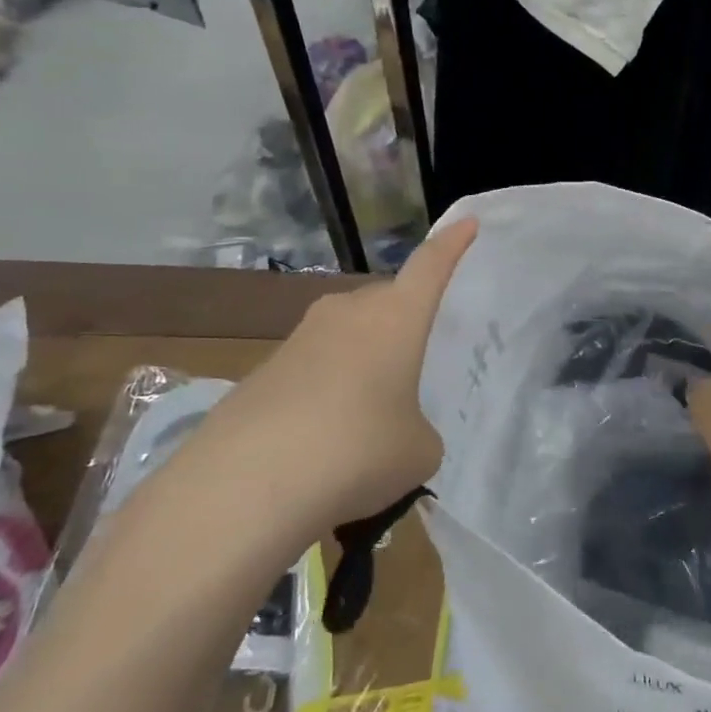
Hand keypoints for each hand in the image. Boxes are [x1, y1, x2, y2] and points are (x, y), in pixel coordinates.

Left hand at [177, 219, 478, 543]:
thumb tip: (397, 432)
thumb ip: (419, 431)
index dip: (452, 244)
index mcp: (396, 318)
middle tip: (416, 358)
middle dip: (403, 319)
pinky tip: (322, 438)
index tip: (467, 224)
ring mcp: (299, 339)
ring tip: (370, 411)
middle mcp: (348, 314)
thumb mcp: (418, 452)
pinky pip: (312, 367)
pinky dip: (325, 390)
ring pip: (346, 333)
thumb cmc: (358, 452)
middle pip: (386, 300)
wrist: (243, 488)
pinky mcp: (261, 372)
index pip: (431, 266)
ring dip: (363, 359)